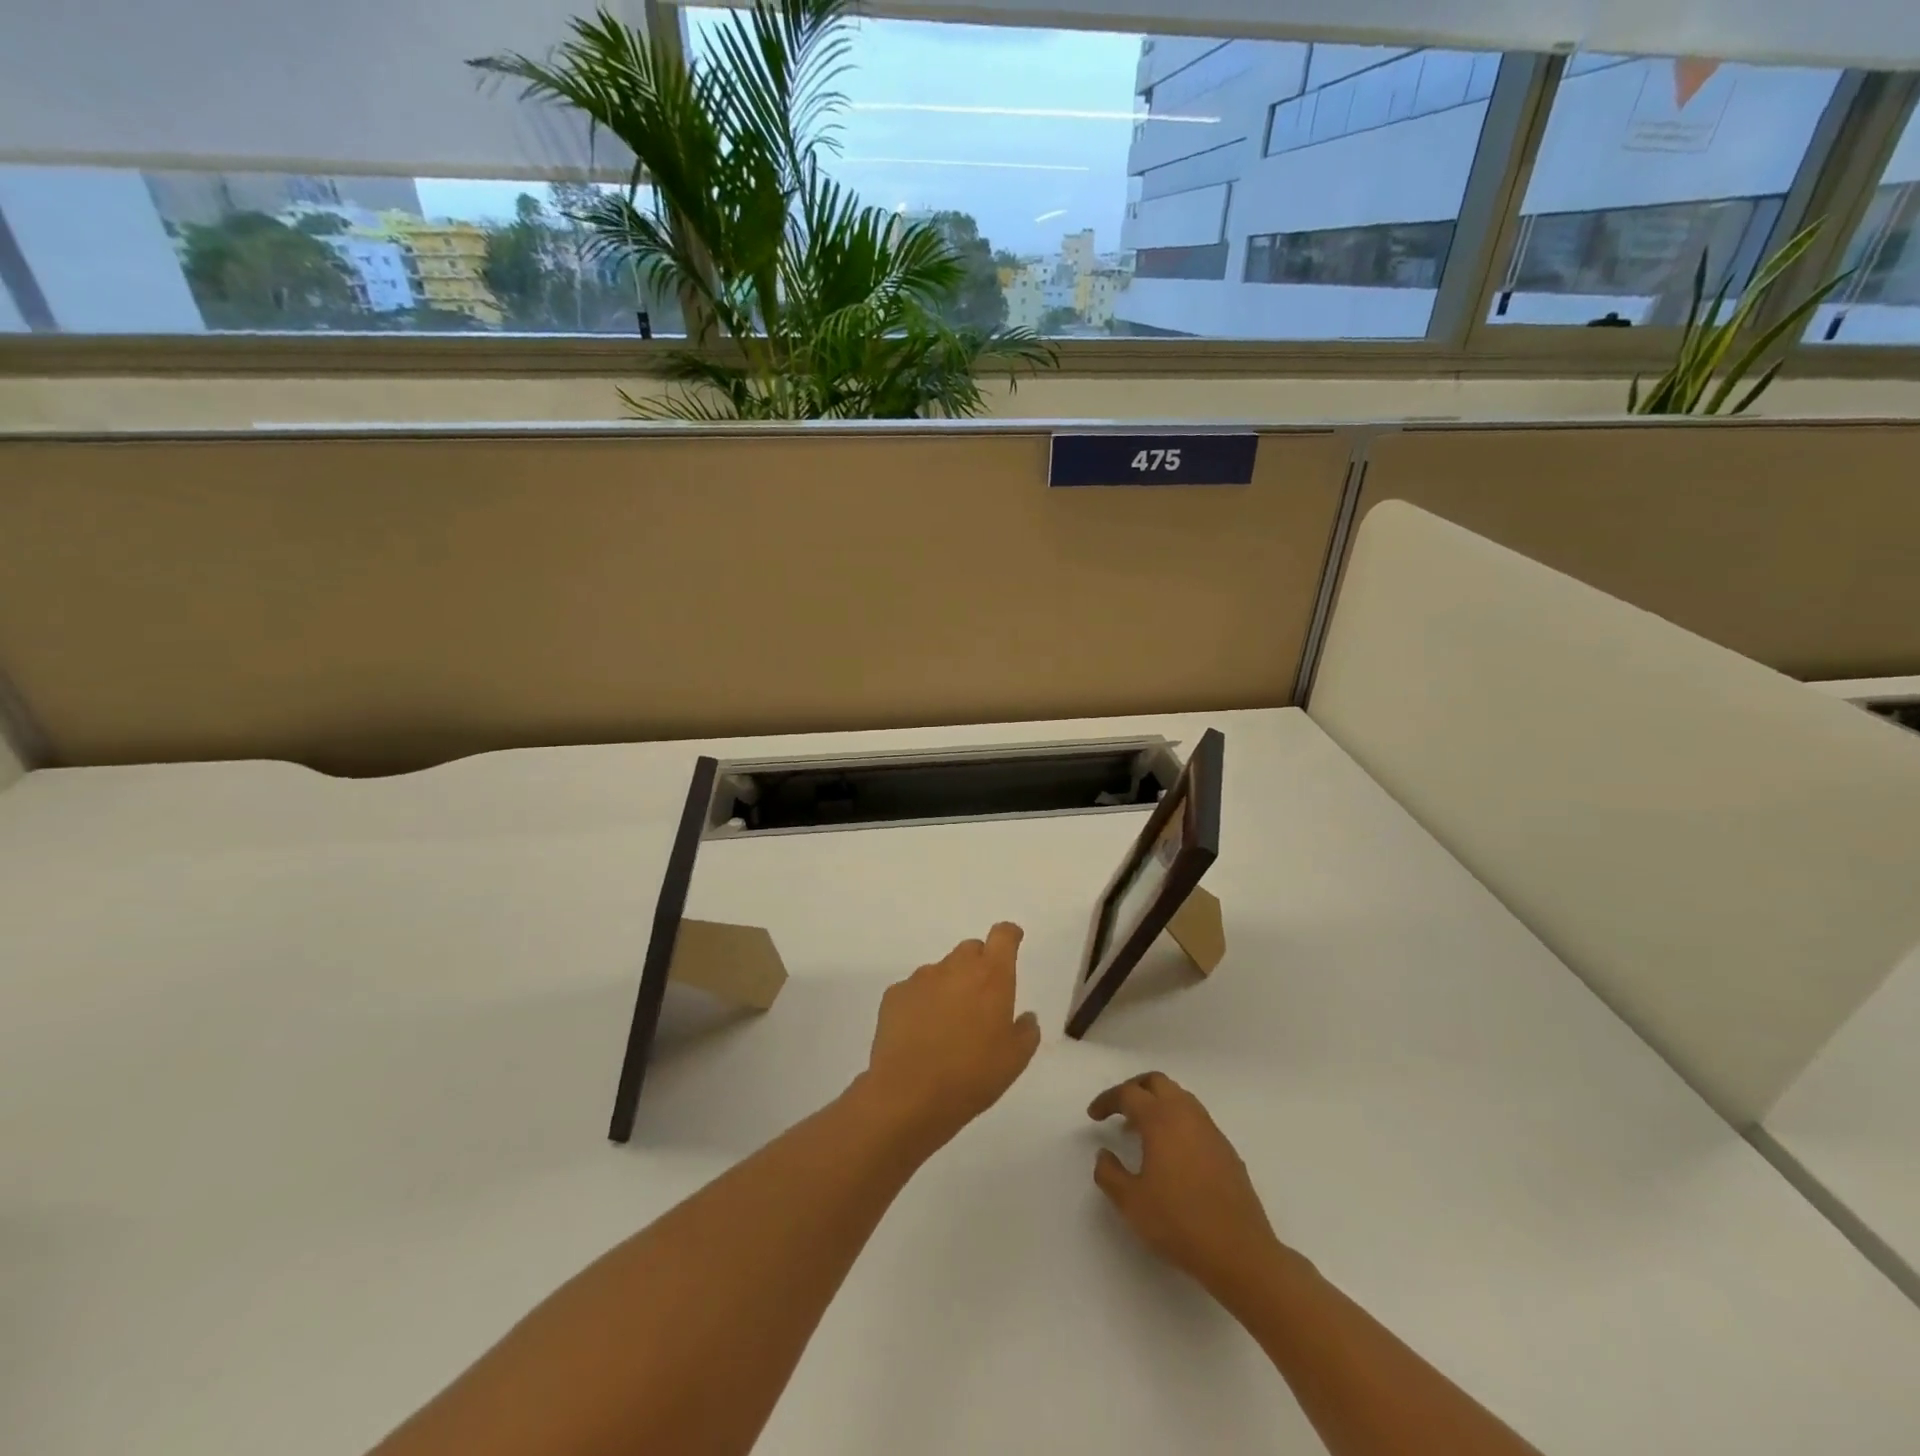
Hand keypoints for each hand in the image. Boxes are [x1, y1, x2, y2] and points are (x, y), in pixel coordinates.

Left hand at [861, 922, 1041, 1154]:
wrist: (909, 1095)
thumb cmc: (972, 1076)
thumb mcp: (1015, 1060)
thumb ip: (1026, 1031)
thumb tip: (1025, 1017)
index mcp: (991, 976)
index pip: (1002, 936)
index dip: (1009, 935)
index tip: (1012, 941)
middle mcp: (956, 967)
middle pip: (971, 950)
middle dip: (979, 966)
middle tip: (981, 1000)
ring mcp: (921, 978)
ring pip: (941, 971)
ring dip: (949, 987)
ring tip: (947, 1026)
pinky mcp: (894, 994)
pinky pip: (915, 990)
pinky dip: (921, 1004)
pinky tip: (920, 1035)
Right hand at [1088, 1071, 1281, 1294]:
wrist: (1240, 1252)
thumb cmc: (1179, 1223)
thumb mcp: (1131, 1203)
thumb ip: (1109, 1173)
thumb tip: (1104, 1154)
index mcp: (1160, 1119)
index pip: (1128, 1094)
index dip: (1107, 1100)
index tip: (1094, 1116)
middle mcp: (1186, 1114)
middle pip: (1156, 1082)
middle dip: (1134, 1089)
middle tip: (1118, 1109)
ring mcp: (1210, 1130)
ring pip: (1179, 1097)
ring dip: (1157, 1104)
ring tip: (1142, 1131)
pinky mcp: (1226, 1149)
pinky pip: (1195, 1119)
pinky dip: (1176, 1121)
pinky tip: (1172, 1153)